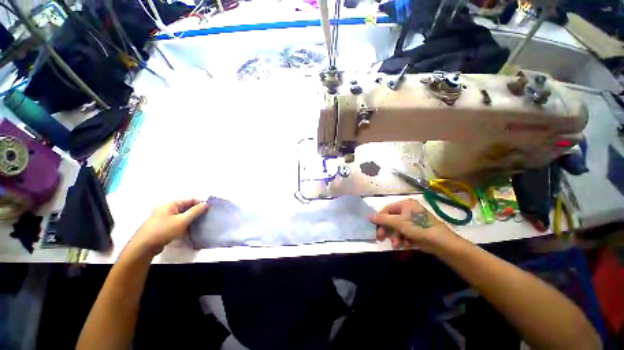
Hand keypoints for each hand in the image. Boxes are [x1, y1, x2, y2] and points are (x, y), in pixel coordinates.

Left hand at [126, 199, 208, 256]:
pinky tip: (190, 230)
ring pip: (182, 215)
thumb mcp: (182, 220)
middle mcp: (167, 208)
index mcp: (171, 204)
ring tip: (200, 225)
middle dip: (197, 212)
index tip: (210, 210)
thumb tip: (206, 204)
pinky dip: (184, 224)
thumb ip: (195, 211)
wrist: (143, 247)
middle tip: (207, 218)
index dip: (201, 204)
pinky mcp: (163, 225)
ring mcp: (164, 217)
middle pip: (187, 207)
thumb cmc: (163, 231)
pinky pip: (177, 222)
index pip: (191, 200)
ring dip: (191, 219)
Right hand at [369, 199, 455, 251]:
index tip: (374, 227)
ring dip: (395, 236)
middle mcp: (408, 210)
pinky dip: (403, 239)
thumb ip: (383, 219)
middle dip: (388, 230)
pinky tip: (405, 244)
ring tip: (397, 245)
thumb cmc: (419, 228)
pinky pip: (404, 232)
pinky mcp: (416, 229)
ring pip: (397, 227)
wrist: (442, 243)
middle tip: (381, 238)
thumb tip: (369, 216)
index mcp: (405, 204)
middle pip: (391, 219)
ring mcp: (413, 220)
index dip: (380, 218)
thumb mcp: (398, 223)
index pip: (387, 209)